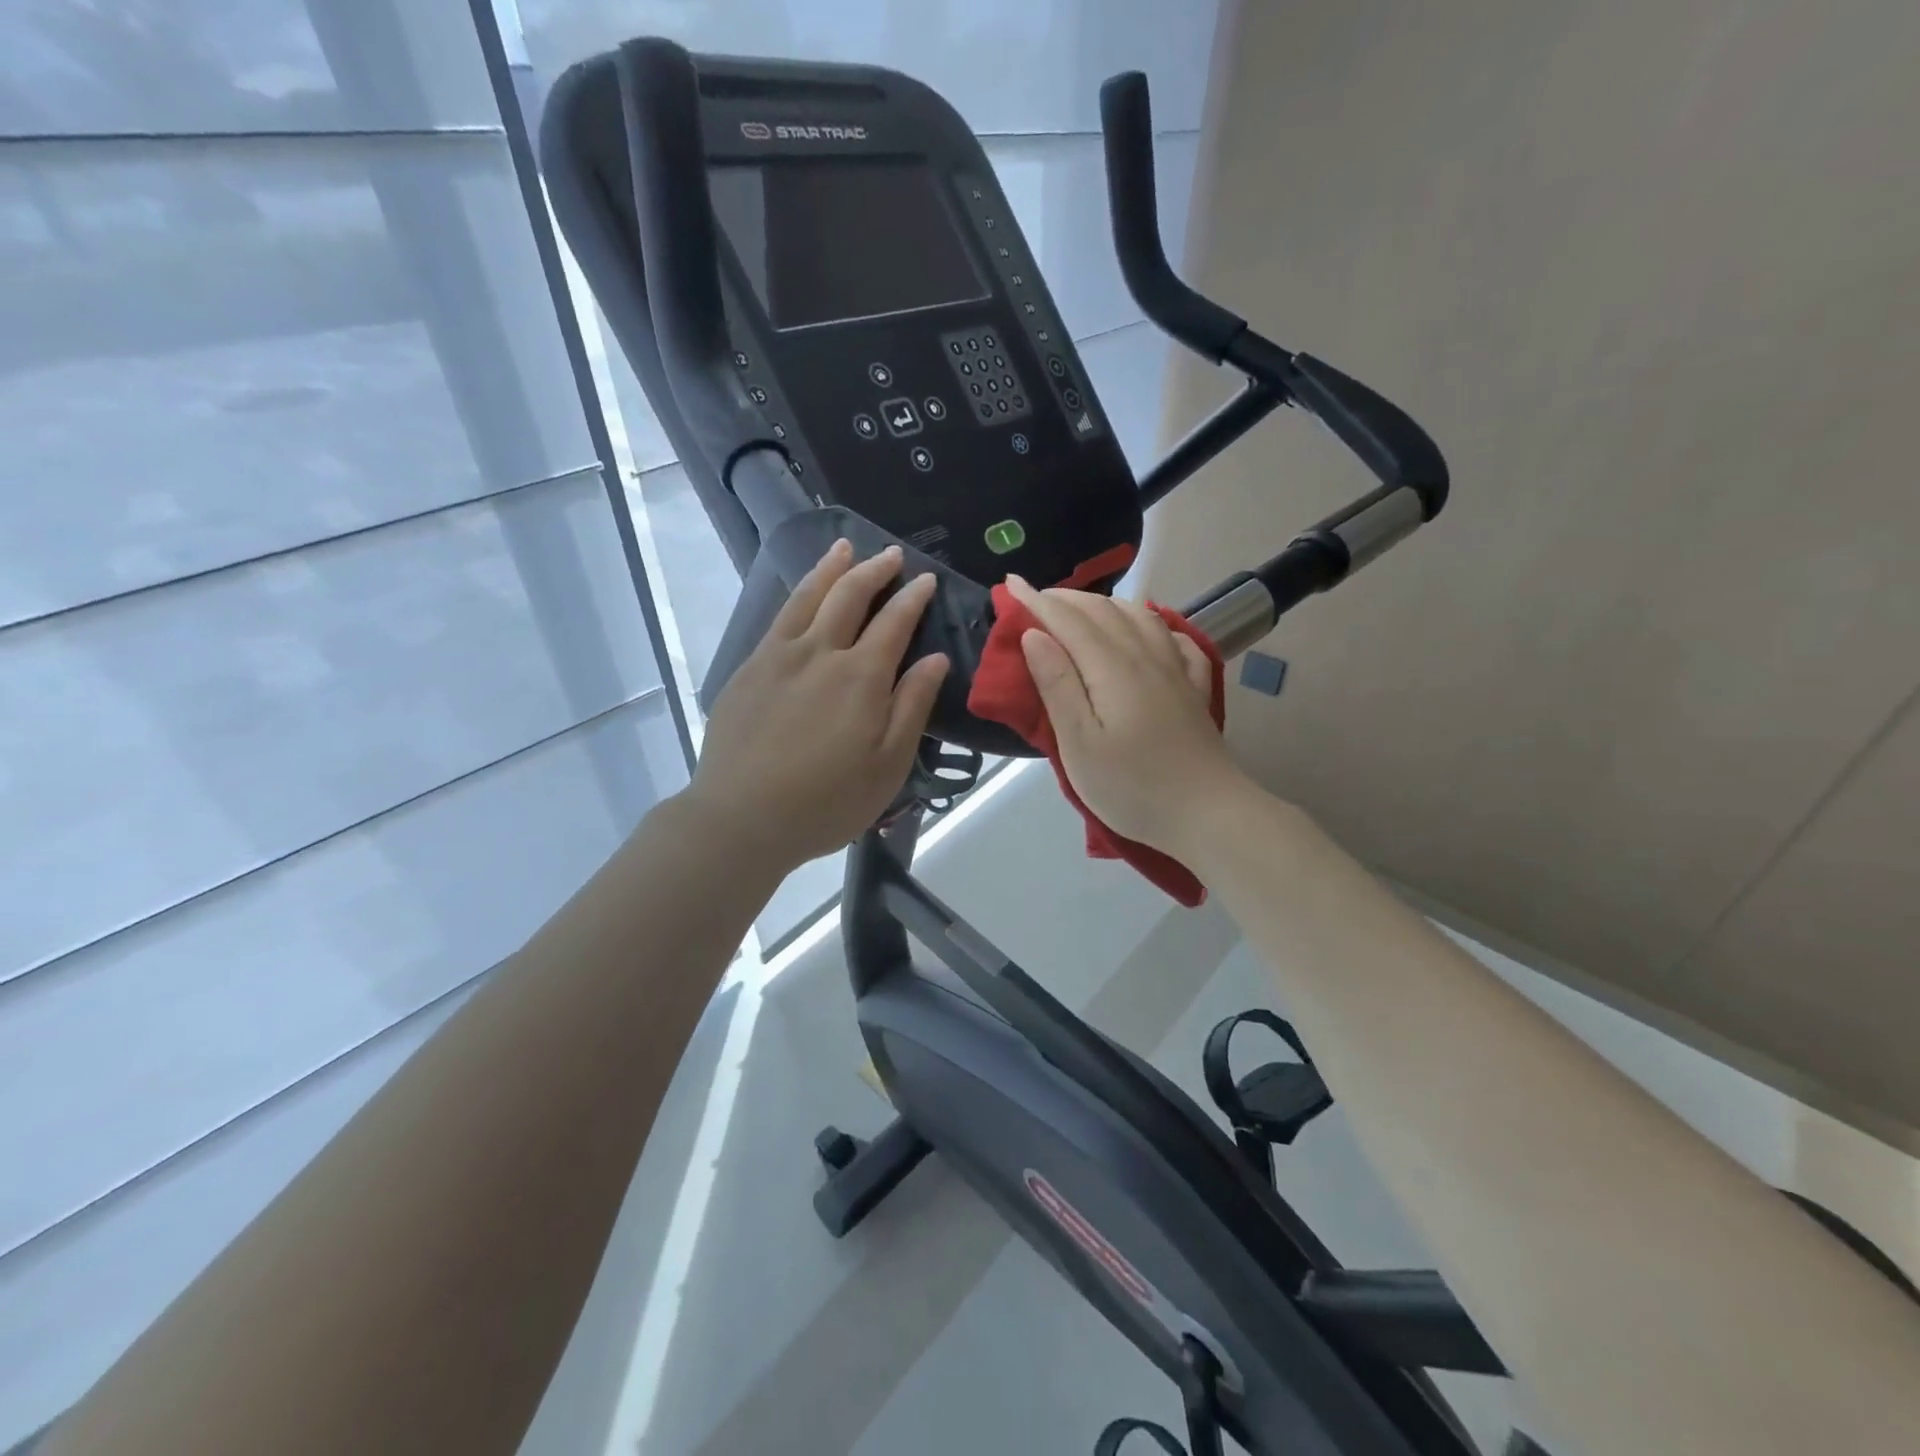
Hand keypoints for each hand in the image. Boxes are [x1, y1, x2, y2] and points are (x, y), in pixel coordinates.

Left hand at [687, 540, 949, 869]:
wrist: (742, 817)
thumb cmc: (827, 801)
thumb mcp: (888, 765)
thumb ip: (912, 706)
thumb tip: (936, 658)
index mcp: (862, 677)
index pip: (894, 622)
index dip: (912, 598)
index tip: (925, 579)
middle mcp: (820, 653)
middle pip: (849, 597)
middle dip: (874, 570)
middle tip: (891, 554)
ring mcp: (778, 657)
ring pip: (808, 597)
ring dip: (831, 569)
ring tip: (844, 548)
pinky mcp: (748, 670)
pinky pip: (778, 618)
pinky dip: (797, 595)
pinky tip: (802, 594)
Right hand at [1007, 576, 1246, 856]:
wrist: (1207, 814)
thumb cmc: (1132, 786)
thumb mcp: (1079, 743)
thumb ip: (1057, 685)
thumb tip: (1034, 636)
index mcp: (1111, 667)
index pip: (1068, 620)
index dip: (1036, 600)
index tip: (1009, 584)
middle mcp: (1145, 656)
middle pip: (1103, 611)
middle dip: (1065, 598)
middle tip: (1035, 599)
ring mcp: (1176, 670)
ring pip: (1140, 616)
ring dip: (1105, 604)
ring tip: (1083, 611)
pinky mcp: (1194, 689)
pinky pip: (1175, 639)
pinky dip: (1154, 625)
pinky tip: (1150, 632)